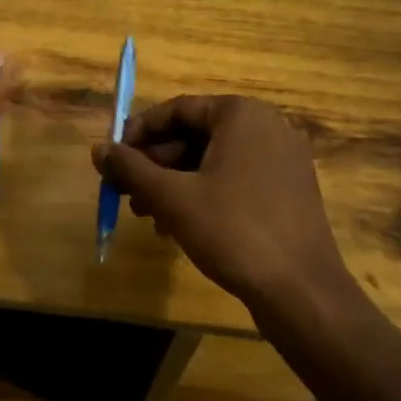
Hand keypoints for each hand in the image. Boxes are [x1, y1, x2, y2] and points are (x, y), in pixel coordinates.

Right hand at [90, 94, 349, 308]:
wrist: (302, 291)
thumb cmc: (234, 231)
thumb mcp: (173, 198)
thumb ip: (132, 169)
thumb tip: (98, 149)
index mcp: (242, 115)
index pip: (179, 109)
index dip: (140, 131)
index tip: (113, 156)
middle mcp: (267, 127)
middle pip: (196, 134)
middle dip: (156, 162)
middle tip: (124, 189)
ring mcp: (282, 160)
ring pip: (214, 160)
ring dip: (175, 182)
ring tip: (143, 213)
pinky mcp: (288, 191)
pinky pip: (235, 179)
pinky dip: (203, 194)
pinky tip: (177, 225)